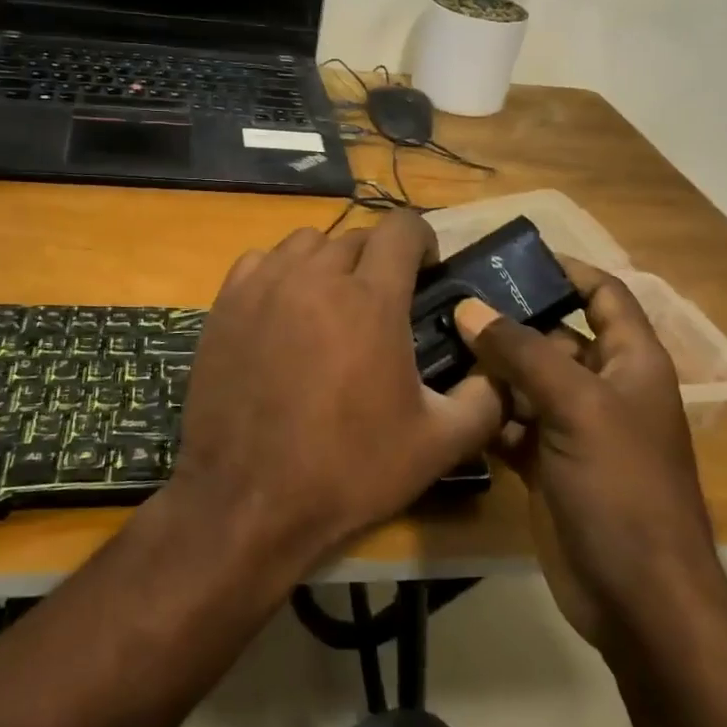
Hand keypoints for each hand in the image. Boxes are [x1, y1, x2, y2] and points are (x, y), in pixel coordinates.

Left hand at [168, 211, 504, 570]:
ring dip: (329, 262)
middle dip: (378, 260)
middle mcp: (316, 276)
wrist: (248, 499)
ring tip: (332, 303)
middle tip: (382, 304)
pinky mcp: (226, 302)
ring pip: (306, 243)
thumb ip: (483, 402)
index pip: (401, 227)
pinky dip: (280, 272)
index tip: (427, 269)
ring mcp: (265, 285)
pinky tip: (284, 310)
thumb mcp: (437, 445)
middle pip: (356, 237)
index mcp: (371, 299)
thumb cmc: (347, 470)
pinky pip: (261, 261)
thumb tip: (500, 376)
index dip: (422, 239)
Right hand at [454, 260, 718, 649]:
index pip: (604, 295)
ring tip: (433, 340)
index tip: (513, 258)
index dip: (568, 270)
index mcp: (631, 362)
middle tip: (449, 299)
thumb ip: (523, 353)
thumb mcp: (577, 407)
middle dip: (508, 320)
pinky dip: (483, 410)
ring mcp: (572, 427)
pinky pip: (510, 421)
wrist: (638, 598)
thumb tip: (470, 308)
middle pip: (553, 336)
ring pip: (525, 380)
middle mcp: (602, 387)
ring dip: (488, 367)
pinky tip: (444, 396)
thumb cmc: (623, 488)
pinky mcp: (545, 462)